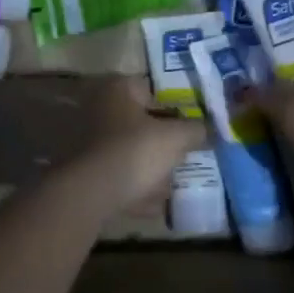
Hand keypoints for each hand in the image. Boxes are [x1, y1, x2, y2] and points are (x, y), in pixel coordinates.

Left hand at [74, 75, 208, 211]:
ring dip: (148, 166)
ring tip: (170, 182)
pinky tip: (152, 203)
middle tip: (183, 154)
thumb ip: (196, 130)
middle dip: (161, 140)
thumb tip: (209, 128)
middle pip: (139, 121)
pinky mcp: (83, 169)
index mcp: (118, 90)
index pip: (151, 89)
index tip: (190, 126)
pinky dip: (133, 186)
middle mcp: (98, 108)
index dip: (174, 107)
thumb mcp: (176, 138)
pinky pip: (117, 174)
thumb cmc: (136, 151)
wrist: (91, 192)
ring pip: (128, 150)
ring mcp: (87, 140)